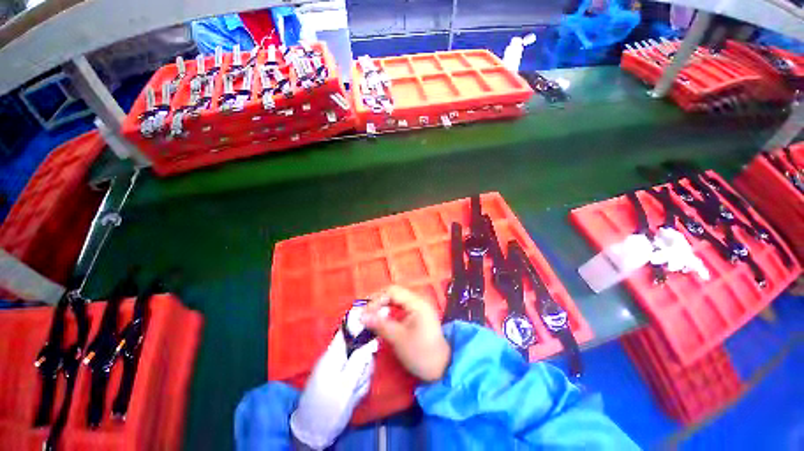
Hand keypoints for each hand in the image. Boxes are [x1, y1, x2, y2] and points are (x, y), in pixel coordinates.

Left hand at [290, 329, 377, 449]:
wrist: (314, 432)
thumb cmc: (327, 408)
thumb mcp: (344, 386)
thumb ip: (358, 361)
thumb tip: (371, 341)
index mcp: (333, 354)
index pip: (348, 330)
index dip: (361, 323)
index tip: (375, 326)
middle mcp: (338, 357)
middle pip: (360, 347)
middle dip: (365, 361)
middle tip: (360, 379)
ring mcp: (342, 368)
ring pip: (362, 361)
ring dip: (363, 375)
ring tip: (354, 392)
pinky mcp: (346, 378)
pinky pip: (359, 373)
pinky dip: (360, 384)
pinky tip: (353, 396)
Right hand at [362, 286, 450, 381]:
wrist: (442, 368)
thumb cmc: (421, 353)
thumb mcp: (398, 339)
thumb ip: (380, 324)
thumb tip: (361, 316)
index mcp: (416, 303)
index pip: (392, 292)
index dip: (376, 299)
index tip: (364, 313)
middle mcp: (418, 300)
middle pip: (394, 293)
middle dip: (378, 300)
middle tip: (364, 311)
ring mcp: (418, 306)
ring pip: (396, 299)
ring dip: (383, 304)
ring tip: (370, 313)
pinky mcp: (417, 314)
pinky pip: (400, 306)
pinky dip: (389, 309)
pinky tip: (382, 316)